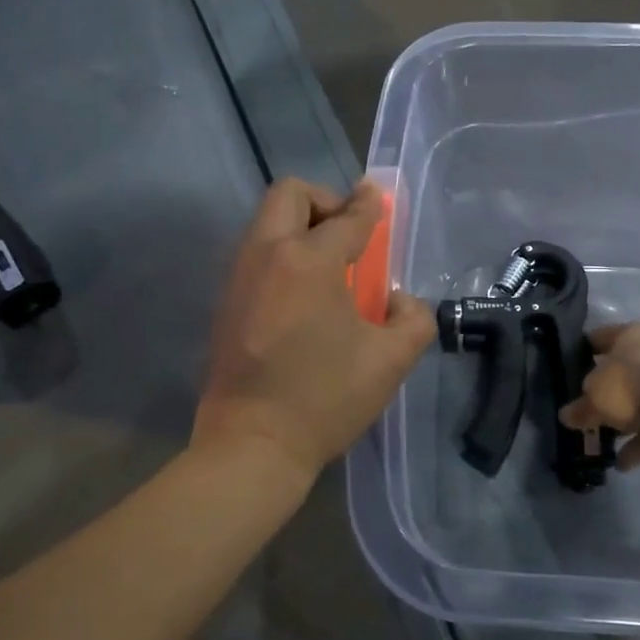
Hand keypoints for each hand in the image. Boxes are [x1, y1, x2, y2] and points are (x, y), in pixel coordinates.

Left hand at [193, 179, 434, 483]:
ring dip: (301, 228)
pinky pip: (258, 254)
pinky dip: (284, 255)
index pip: (346, 218)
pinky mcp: (226, 301)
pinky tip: (305, 297)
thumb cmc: (325, 399)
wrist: (253, 445)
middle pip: (290, 194)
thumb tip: (398, 300)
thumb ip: (413, 318)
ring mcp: (239, 277)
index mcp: (308, 260)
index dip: (368, 206)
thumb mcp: (391, 360)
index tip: (377, 200)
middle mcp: (266, 254)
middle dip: (325, 202)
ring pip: (268, 222)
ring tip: (332, 269)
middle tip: (350, 236)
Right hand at [559, 322, 639, 470]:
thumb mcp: (595, 395)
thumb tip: (567, 416)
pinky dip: (636, 448)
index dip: (582, 350)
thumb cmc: (633, 383)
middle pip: (622, 374)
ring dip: (621, 423)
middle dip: (604, 393)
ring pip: (638, 406)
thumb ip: (580, 407)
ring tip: (596, 441)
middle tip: (581, 408)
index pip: (601, 337)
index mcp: (632, 335)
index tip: (565, 365)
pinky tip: (619, 463)